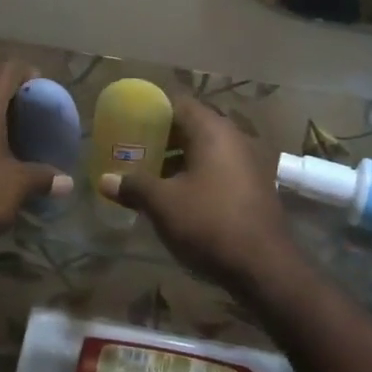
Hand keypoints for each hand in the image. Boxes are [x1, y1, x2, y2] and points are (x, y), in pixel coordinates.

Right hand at [100, 97, 300, 296]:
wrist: (265, 268)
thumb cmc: (210, 223)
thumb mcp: (163, 204)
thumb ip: (133, 186)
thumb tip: (105, 180)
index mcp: (213, 130)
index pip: (178, 103)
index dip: (151, 111)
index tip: (129, 124)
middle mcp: (234, 138)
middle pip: (192, 127)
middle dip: (162, 138)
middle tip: (134, 152)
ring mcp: (249, 163)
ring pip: (206, 151)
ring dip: (179, 160)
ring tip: (150, 177)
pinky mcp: (255, 187)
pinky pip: (219, 170)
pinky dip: (198, 176)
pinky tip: (179, 197)